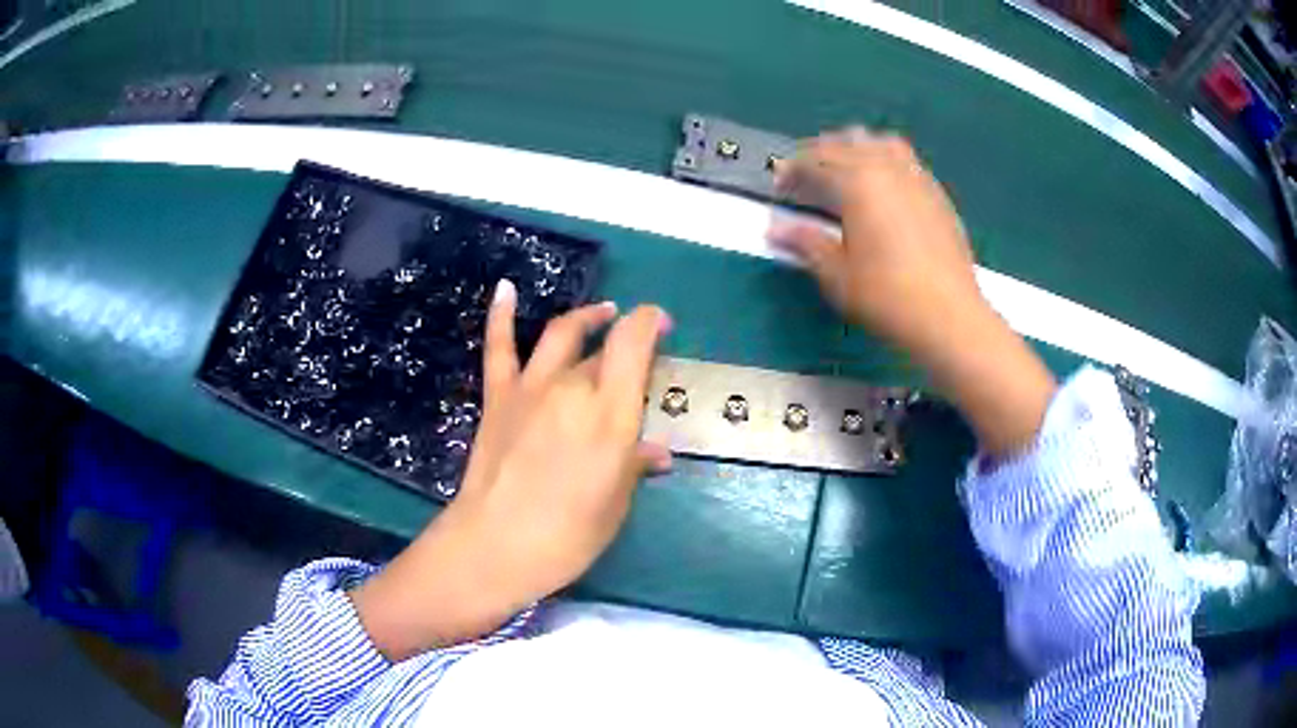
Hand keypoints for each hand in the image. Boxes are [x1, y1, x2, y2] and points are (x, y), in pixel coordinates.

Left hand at [352, 282, 671, 659]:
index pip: (634, 343)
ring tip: (600, 312)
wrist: (495, 545)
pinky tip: (506, 289)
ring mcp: (530, 388)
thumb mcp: (614, 504)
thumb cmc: (567, 535)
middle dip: (624, 340)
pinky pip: (500, 347)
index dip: (650, 323)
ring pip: (561, 335)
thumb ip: (635, 466)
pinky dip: (502, 315)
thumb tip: (656, 452)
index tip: (663, 326)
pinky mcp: (498, 397)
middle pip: (603, 347)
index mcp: (609, 413)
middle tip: (636, 349)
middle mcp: (572, 387)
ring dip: (584, 318)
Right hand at [770, 127, 1055, 455]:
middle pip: (846, 142)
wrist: (948, 316)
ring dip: (856, 149)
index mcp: (857, 181)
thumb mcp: (836, 274)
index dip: (792, 171)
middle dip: (820, 154)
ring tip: (846, 174)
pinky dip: (885, 162)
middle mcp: (887, 167)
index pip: (815, 161)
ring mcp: (917, 177)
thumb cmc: (886, 296)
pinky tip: (883, 190)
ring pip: (880, 142)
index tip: (780, 189)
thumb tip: (775, 230)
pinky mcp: (937, 193)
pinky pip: (905, 160)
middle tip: (807, 180)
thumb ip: (806, 243)